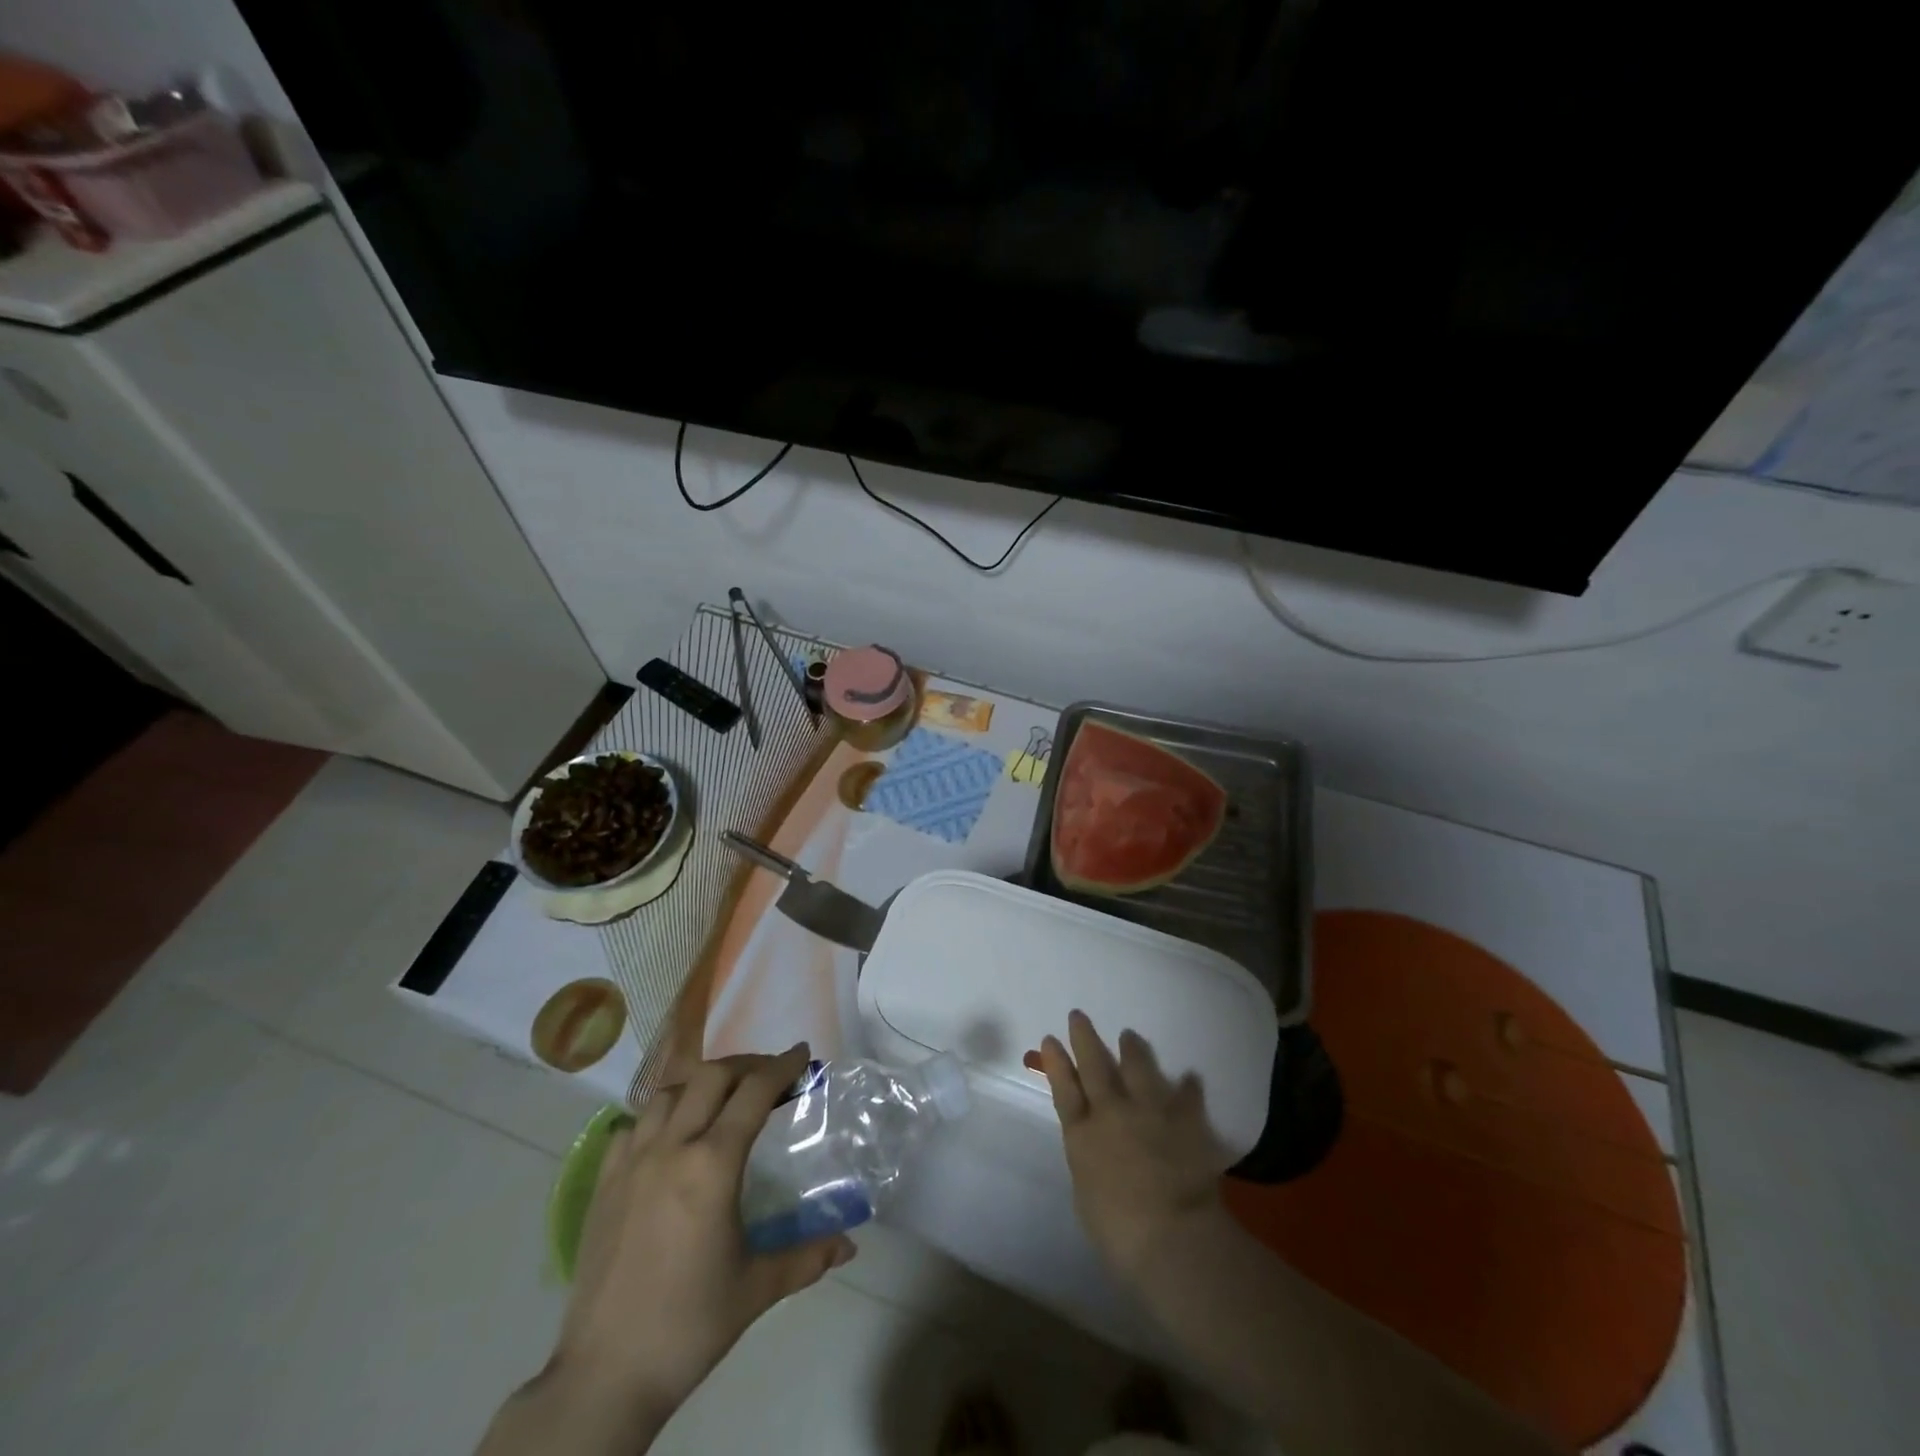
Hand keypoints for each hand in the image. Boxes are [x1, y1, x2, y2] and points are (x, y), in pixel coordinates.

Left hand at [548, 1046, 855, 1433]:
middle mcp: (671, 1148)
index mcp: (712, 1165)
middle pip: (710, 1076)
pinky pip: (633, 1125)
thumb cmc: (689, 1326)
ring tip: (721, 1100)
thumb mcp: (757, 1289)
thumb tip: (849, 1245)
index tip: (802, 1053)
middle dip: (745, 1066)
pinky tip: (670, 1137)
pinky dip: (659, 1116)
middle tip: (769, 1077)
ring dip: (700, 1084)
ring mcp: (631, 1162)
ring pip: (668, 1093)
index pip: (754, 1092)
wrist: (605, 1375)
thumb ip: (808, 1257)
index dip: (782, 1066)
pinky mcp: (604, 1183)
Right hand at [1038, 1011, 1230, 1283]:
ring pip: (1138, 1069)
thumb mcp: (1087, 1196)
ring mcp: (1150, 1112)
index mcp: (1082, 1136)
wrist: (1171, 1235)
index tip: (1050, 1039)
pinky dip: (1188, 1087)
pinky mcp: (1185, 1121)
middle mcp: (1112, 1113)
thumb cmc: (1118, 1231)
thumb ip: (1090, 1163)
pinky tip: (1190, 1076)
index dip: (1056, 1064)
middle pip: (1095, 1067)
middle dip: (1085, 1040)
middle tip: (1079, 1016)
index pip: (1064, 1090)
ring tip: (1129, 1035)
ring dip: (1132, 1051)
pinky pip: (1187, 1098)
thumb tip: (1095, 1150)